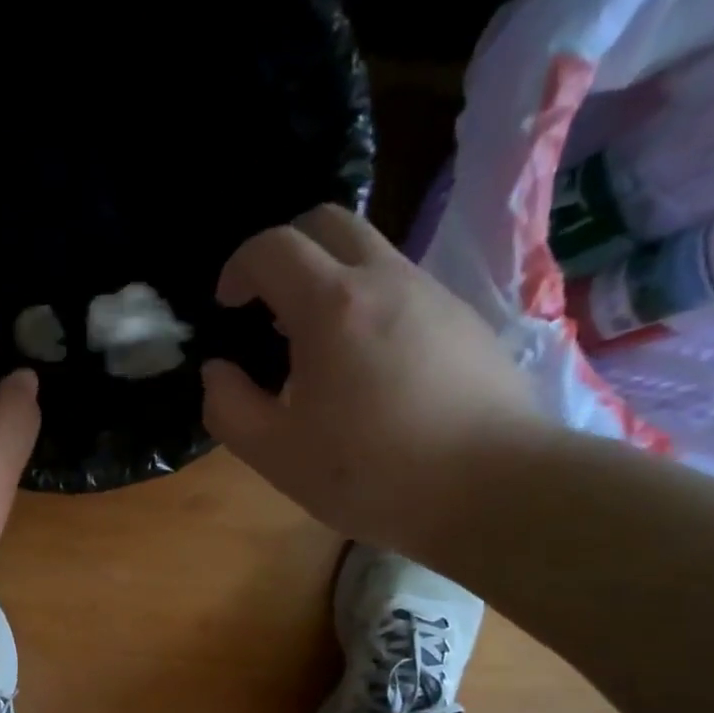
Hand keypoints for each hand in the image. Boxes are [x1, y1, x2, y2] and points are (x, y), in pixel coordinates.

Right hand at [201, 204, 549, 557]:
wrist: (496, 490)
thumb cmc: (373, 474)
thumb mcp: (276, 454)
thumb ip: (229, 407)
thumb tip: (218, 372)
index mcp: (331, 306)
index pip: (273, 248)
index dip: (238, 267)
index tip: (227, 306)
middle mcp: (386, 280)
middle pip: (329, 222)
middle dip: (287, 250)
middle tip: (270, 305)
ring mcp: (435, 295)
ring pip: (372, 254)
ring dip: (332, 280)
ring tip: (319, 347)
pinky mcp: (467, 321)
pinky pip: (406, 290)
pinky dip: (372, 306)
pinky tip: (372, 370)